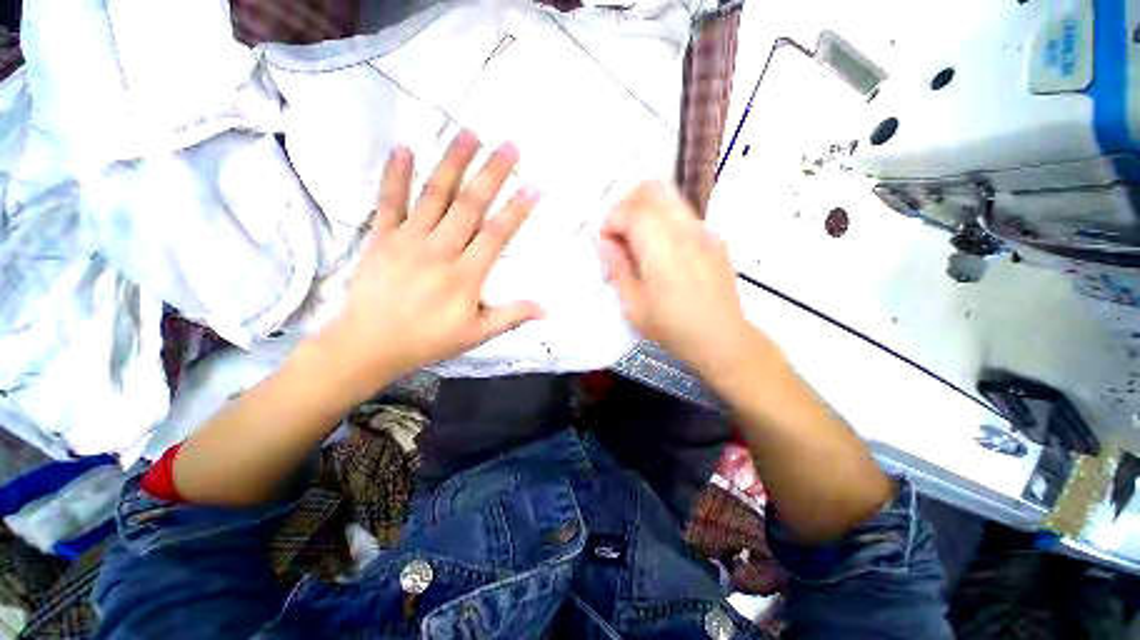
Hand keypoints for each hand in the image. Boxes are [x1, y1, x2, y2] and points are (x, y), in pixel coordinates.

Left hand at [317, 131, 542, 397]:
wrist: (369, 344)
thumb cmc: (428, 340)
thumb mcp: (476, 334)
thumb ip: (512, 316)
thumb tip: (547, 309)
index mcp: (465, 274)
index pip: (497, 234)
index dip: (517, 210)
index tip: (534, 186)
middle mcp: (440, 249)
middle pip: (470, 205)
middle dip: (492, 173)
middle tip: (509, 145)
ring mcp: (408, 239)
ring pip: (435, 195)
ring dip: (453, 162)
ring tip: (469, 134)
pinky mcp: (382, 237)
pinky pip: (389, 201)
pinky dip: (395, 174)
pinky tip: (404, 148)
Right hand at [600, 181, 760, 376]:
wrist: (722, 338)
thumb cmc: (672, 327)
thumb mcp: (633, 304)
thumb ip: (617, 267)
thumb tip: (606, 242)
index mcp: (660, 245)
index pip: (628, 210)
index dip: (610, 222)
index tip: (606, 243)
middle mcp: (683, 228)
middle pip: (651, 190)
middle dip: (627, 205)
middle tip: (620, 234)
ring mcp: (703, 230)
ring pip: (669, 196)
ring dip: (646, 210)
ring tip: (639, 241)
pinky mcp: (714, 238)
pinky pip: (684, 214)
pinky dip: (665, 220)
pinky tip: (663, 251)